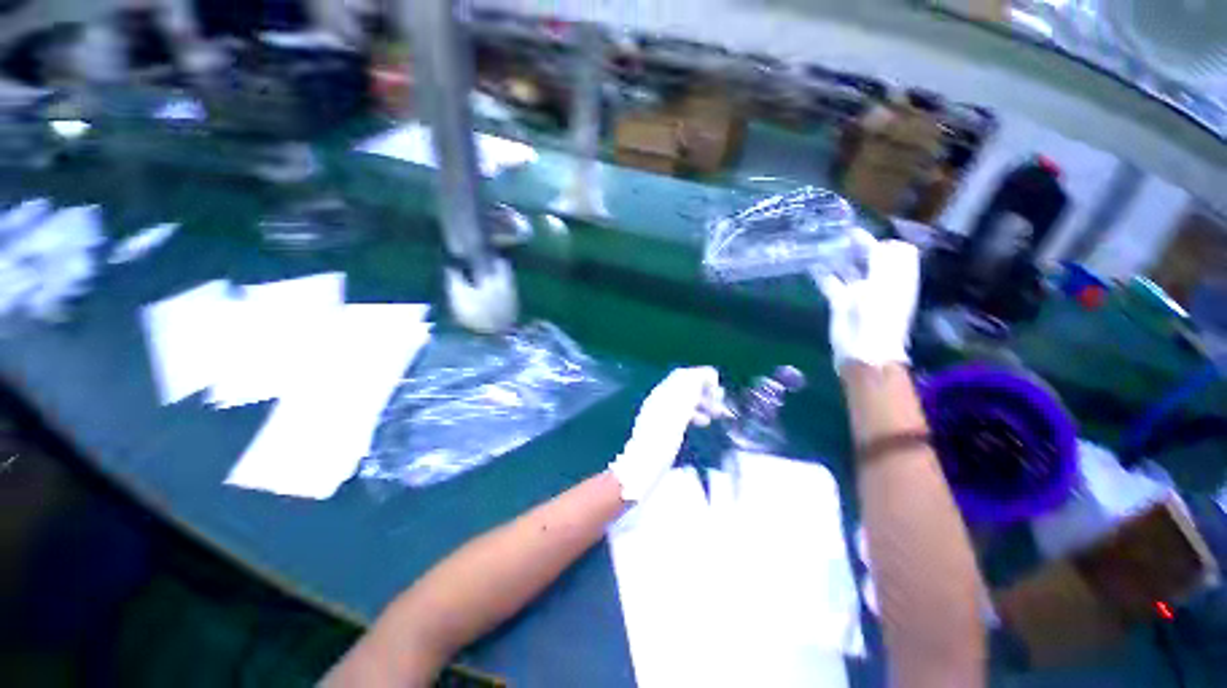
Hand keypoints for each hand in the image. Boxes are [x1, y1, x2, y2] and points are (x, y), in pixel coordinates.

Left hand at [608, 367, 725, 501]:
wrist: (643, 466)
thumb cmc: (662, 440)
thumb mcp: (679, 413)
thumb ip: (690, 391)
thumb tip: (705, 373)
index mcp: (663, 393)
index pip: (684, 375)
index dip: (702, 376)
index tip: (719, 387)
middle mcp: (660, 398)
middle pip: (684, 386)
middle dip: (704, 390)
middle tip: (721, 401)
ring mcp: (660, 412)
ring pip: (685, 399)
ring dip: (702, 402)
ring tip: (718, 413)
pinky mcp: (662, 426)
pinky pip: (681, 412)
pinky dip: (694, 413)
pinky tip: (703, 422)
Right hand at [818, 239, 919, 371]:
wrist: (863, 350)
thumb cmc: (879, 315)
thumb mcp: (884, 282)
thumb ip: (878, 258)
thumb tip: (868, 238)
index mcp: (897, 276)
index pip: (894, 251)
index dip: (879, 240)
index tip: (857, 231)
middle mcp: (879, 281)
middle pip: (869, 258)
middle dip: (856, 246)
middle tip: (837, 235)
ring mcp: (859, 292)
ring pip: (849, 269)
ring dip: (838, 258)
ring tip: (823, 244)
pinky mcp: (840, 302)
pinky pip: (831, 282)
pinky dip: (823, 273)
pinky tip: (813, 264)